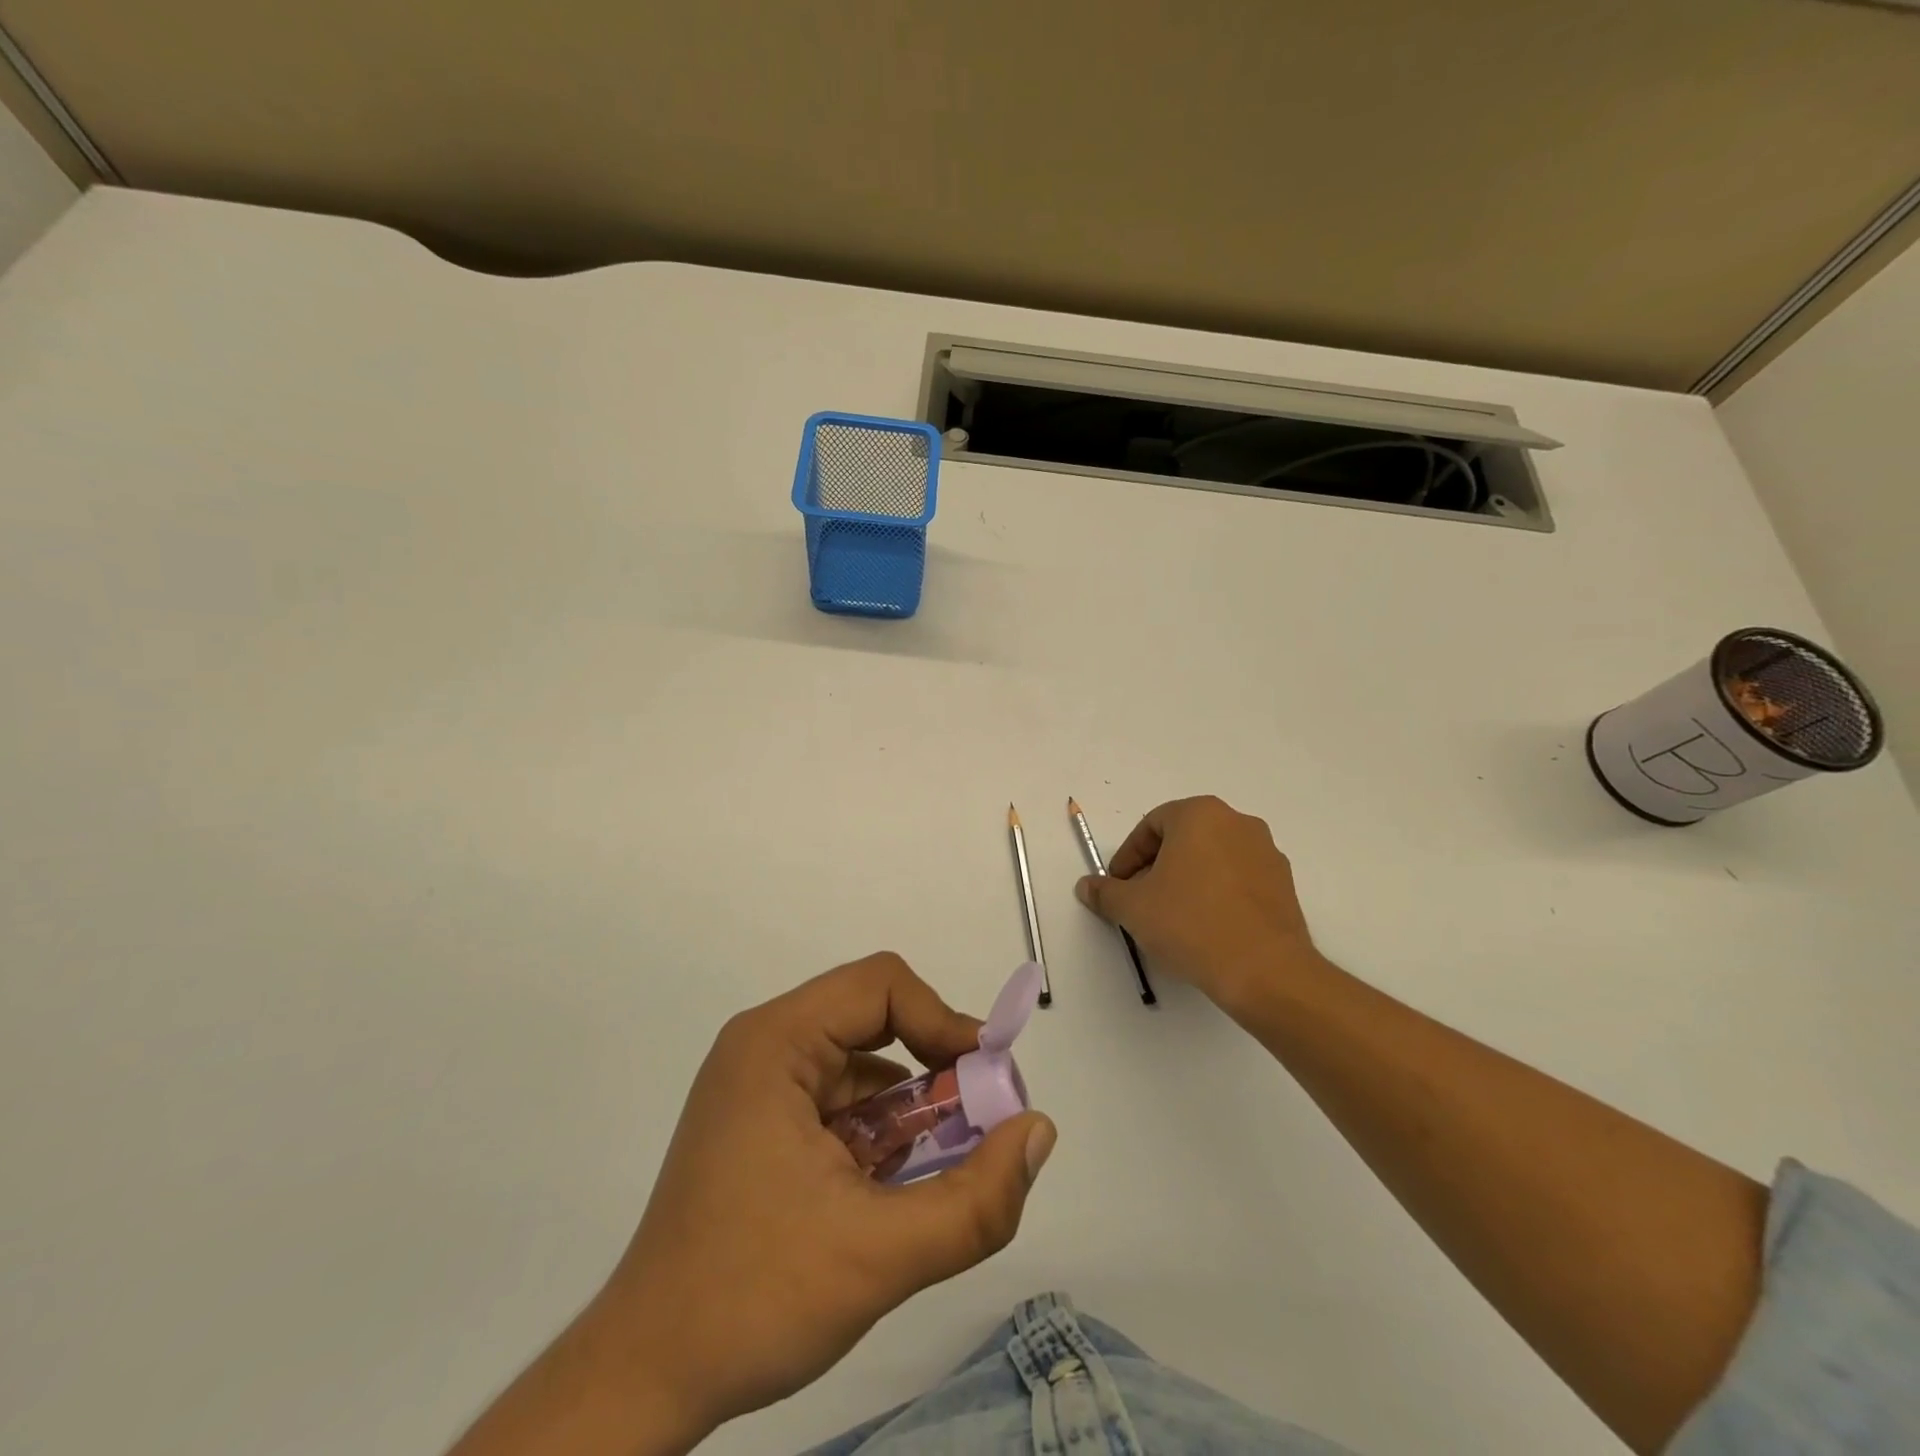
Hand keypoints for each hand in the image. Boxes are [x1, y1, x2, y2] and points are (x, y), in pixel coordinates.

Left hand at [568, 953, 1053, 1451]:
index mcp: (776, 1043)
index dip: (942, 1020)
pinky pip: (840, 1102)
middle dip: (932, 1071)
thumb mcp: (879, 1254)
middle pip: (873, 1020)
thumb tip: (1040, 1131)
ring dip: (908, 1110)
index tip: (984, 1082)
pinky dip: (878, 1133)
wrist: (644, 1378)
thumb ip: (975, 1199)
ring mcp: (759, 1085)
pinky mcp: (762, 1123)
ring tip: (935, 1170)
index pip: (881, 985)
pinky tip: (888, 1189)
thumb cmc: (753, 1298)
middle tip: (976, 1125)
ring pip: (861, 1066)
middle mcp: (765, 1047)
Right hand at [1076, 795, 1324, 1015]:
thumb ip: (1105, 892)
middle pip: (1183, 838)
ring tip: (1172, 917)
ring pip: (1212, 858)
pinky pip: (1238, 879)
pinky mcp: (1284, 884)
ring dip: (1187, 880)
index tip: (1119, 886)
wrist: (1265, 970)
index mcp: (1200, 815)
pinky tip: (1205, 927)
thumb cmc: (1191, 924)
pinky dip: (1217, 894)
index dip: (1128, 856)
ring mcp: (1266, 852)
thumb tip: (1086, 886)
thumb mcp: (1134, 908)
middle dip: (1157, 867)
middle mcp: (1237, 822)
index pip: (1151, 825)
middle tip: (1141, 900)